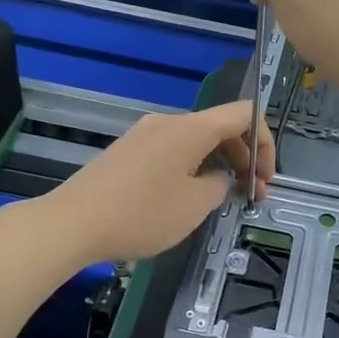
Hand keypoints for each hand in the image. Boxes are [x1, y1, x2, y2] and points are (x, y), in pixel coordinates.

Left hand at [42, 102, 274, 262]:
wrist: (72, 223)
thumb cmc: (142, 213)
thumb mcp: (195, 205)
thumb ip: (220, 185)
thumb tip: (217, 177)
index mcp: (192, 128)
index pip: (245, 113)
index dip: (266, 142)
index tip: (265, 178)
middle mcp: (169, 122)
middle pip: (221, 128)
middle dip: (244, 159)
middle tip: (251, 196)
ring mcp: (144, 134)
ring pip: (196, 141)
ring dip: (218, 165)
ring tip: (221, 201)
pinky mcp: (127, 151)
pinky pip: (172, 151)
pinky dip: (192, 168)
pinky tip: (186, 199)